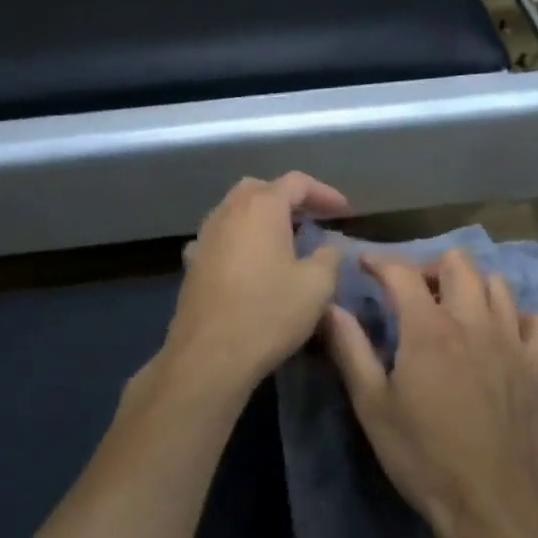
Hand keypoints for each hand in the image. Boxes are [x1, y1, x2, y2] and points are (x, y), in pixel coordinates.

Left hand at [157, 173, 351, 402]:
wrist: (210, 355)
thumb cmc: (269, 313)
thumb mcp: (318, 286)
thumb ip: (329, 257)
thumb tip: (328, 248)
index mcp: (261, 207)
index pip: (297, 182)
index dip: (325, 193)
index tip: (345, 212)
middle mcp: (228, 212)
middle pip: (260, 189)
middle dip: (288, 199)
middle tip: (311, 220)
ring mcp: (205, 237)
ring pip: (236, 212)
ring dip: (262, 219)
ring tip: (285, 241)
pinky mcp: (193, 263)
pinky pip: (221, 238)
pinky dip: (241, 241)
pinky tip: (251, 263)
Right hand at [324, 249, 537, 537]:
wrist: (491, 501)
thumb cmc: (423, 455)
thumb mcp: (372, 405)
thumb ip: (350, 349)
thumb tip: (330, 307)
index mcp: (428, 328)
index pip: (402, 273)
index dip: (380, 262)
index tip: (365, 265)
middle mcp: (474, 321)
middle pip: (458, 263)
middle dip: (430, 266)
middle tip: (412, 291)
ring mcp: (511, 340)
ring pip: (497, 284)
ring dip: (472, 285)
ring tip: (453, 309)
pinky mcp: (537, 365)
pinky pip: (536, 321)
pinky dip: (517, 317)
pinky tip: (500, 335)